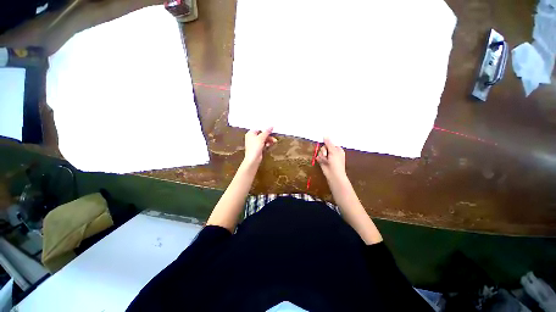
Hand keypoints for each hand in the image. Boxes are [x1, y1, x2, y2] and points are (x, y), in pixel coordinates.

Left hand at [243, 127, 276, 165]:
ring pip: (263, 139)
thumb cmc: (255, 147)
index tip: (272, 129)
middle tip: (274, 137)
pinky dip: (266, 143)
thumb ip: (267, 132)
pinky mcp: (257, 147)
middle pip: (262, 134)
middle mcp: (251, 137)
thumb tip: (271, 126)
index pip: (259, 128)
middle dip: (268, 136)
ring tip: (274, 141)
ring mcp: (254, 143)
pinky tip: (269, 145)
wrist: (253, 159)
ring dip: (269, 140)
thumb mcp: (261, 138)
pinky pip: (263, 143)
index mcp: (250, 133)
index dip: (265, 129)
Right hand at [317, 137, 345, 179]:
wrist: (334, 175)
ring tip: (326, 160)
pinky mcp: (323, 161)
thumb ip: (328, 143)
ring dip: (322, 156)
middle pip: (324, 146)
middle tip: (326, 154)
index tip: (325, 143)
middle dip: (324, 150)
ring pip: (320, 151)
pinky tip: (322, 162)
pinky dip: (320, 159)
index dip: (327, 143)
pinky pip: (318, 156)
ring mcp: (327, 157)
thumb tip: (325, 135)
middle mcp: (332, 152)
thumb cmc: (337, 163)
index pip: (330, 142)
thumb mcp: (333, 151)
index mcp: (337, 149)